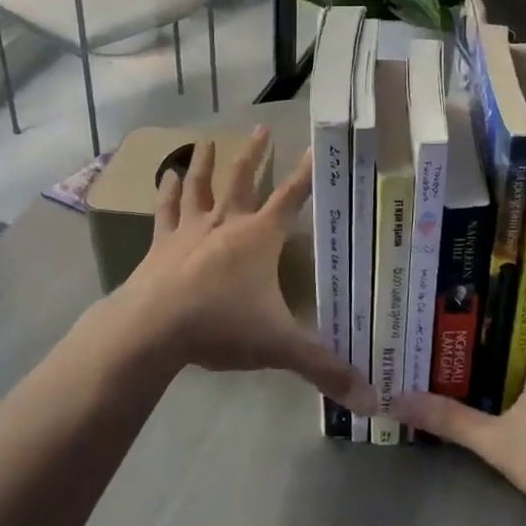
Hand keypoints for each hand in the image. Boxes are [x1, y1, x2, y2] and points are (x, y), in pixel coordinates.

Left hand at [113, 127, 377, 413]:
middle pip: (243, 179)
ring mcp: (190, 229)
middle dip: (255, 154)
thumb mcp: (279, 347)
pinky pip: (165, 211)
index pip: (291, 197)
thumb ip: (324, 368)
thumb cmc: (221, 326)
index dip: (306, 172)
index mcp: (259, 237)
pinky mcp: (161, 243)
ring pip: (200, 186)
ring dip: (205, 163)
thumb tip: (371, 399)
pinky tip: (163, 177)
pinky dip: (165, 193)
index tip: (315, 145)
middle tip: (260, 127)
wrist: (154, 327)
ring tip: (207, 142)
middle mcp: (226, 223)